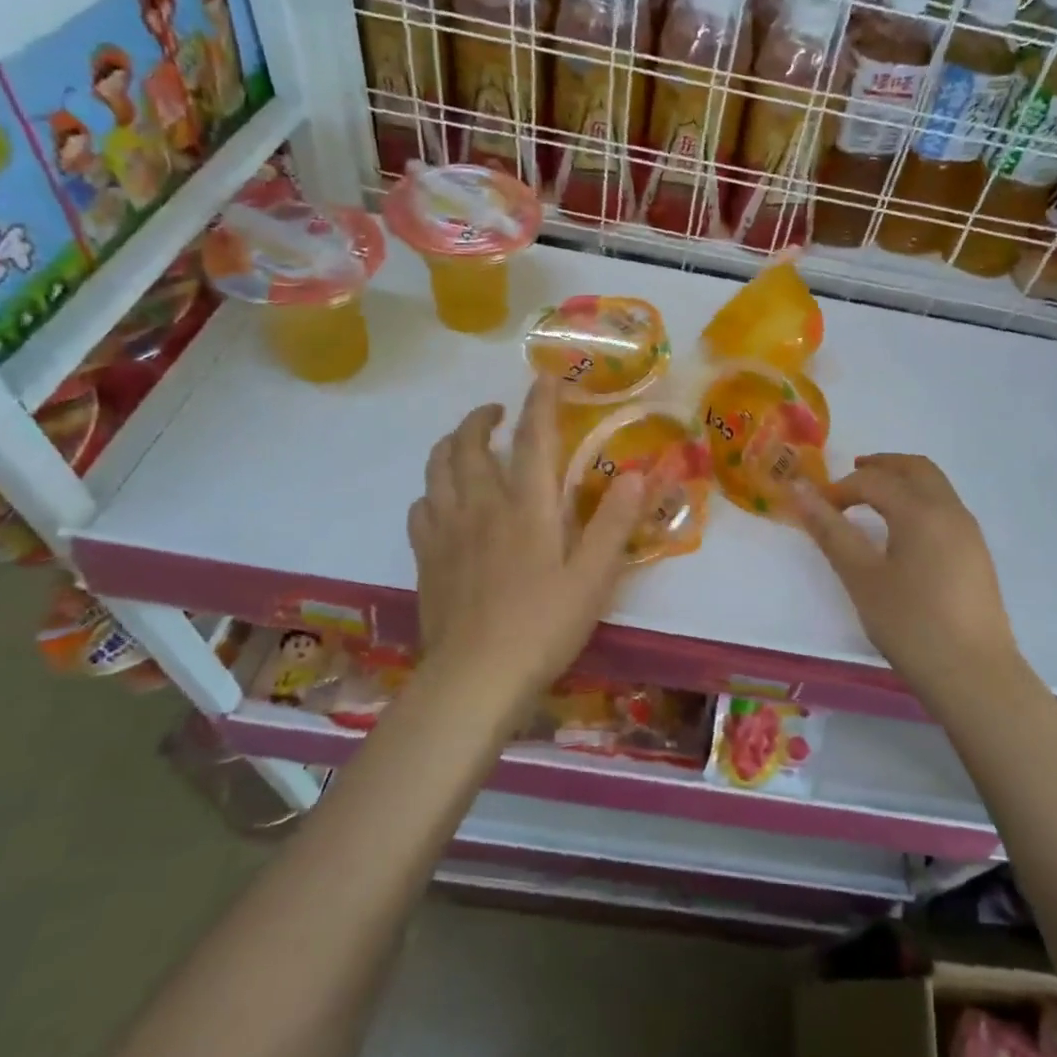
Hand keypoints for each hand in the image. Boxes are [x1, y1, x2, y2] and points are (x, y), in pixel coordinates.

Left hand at [409, 378, 645, 697]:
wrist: (474, 679)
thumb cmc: (543, 627)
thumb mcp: (594, 578)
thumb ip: (614, 522)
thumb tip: (637, 471)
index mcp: (527, 507)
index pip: (532, 438)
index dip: (540, 402)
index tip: (544, 377)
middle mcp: (481, 506)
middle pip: (468, 444)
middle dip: (481, 418)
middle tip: (497, 413)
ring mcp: (446, 530)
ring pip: (437, 468)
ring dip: (450, 445)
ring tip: (464, 443)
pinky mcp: (425, 557)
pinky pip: (419, 507)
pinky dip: (431, 490)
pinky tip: (441, 500)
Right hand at [793, 454, 1021, 685]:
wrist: (974, 675)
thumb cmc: (911, 624)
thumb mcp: (862, 578)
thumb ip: (831, 531)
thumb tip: (800, 491)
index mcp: (920, 511)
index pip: (874, 480)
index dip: (841, 487)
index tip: (818, 507)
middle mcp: (950, 511)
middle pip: (915, 468)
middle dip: (881, 466)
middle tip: (851, 477)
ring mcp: (969, 533)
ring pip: (936, 487)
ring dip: (903, 482)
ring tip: (874, 502)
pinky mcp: (977, 555)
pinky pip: (946, 509)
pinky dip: (920, 502)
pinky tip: (903, 534)